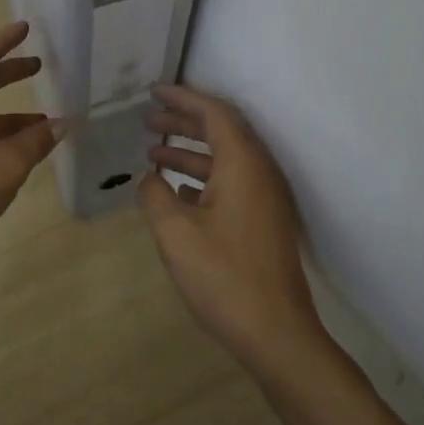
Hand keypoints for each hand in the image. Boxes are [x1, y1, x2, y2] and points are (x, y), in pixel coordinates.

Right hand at [138, 83, 328, 370]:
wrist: (276, 333)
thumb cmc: (223, 276)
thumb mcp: (175, 233)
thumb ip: (154, 195)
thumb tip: (148, 178)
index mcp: (243, 164)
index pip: (214, 113)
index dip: (182, 98)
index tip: (154, 91)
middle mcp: (259, 172)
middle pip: (221, 132)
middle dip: (183, 122)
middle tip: (147, 121)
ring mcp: (265, 199)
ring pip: (224, 160)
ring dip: (190, 152)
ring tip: (152, 153)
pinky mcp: (263, 222)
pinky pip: (230, 183)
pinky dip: (202, 178)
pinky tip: (175, 191)